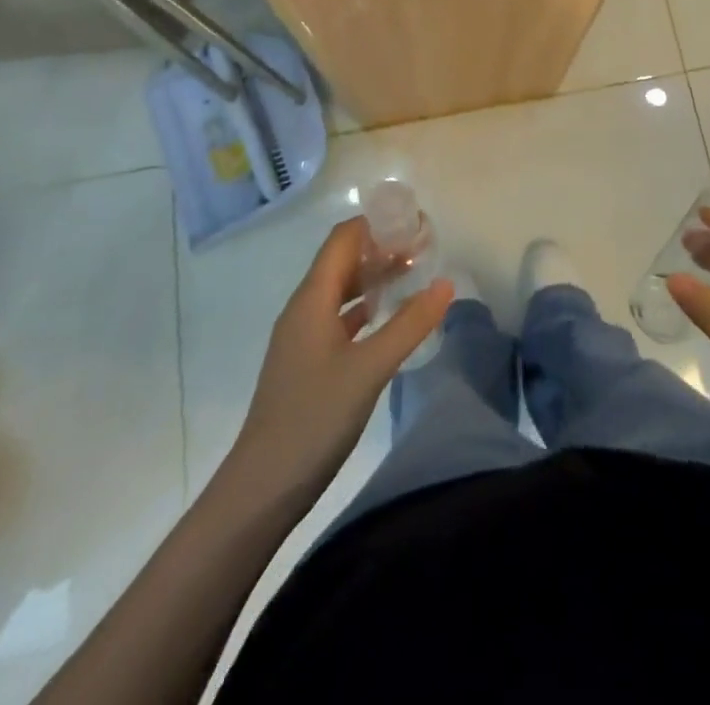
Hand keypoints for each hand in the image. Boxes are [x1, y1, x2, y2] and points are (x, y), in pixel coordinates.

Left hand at [234, 216, 452, 502]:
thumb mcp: (369, 369)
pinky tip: (389, 318)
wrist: (263, 486)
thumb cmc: (314, 417)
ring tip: (415, 274)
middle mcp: (304, 309)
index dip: (377, 224)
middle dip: (381, 248)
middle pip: (343, 261)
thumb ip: (409, 324)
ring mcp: (304, 337)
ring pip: (342, 291)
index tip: (416, 224)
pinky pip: (340, 318)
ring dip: (375, 278)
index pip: (343, 239)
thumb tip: (446, 284)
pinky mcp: (308, 363)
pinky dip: (366, 308)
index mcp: (312, 299)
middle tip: (425, 248)